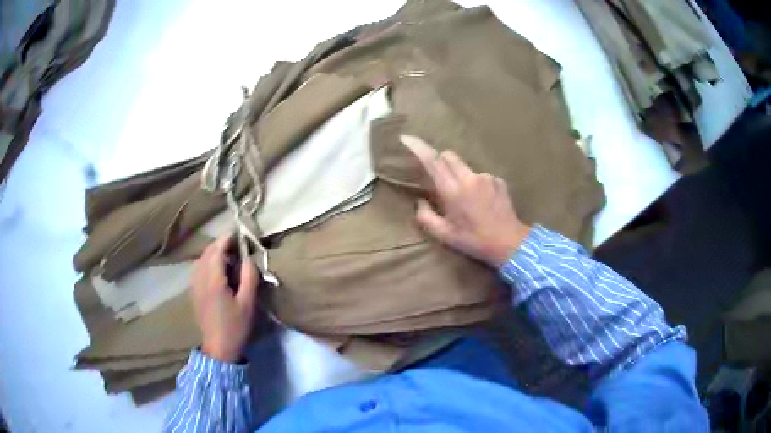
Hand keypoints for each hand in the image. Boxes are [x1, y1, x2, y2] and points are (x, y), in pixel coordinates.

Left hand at [191, 234, 258, 362]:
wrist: (219, 348)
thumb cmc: (235, 326)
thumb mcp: (248, 303)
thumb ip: (249, 277)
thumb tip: (249, 259)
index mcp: (214, 280)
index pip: (217, 251)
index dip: (226, 239)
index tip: (237, 233)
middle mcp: (201, 279)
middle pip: (207, 253)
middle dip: (219, 244)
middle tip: (235, 245)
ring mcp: (195, 286)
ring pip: (200, 260)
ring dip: (212, 253)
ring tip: (226, 256)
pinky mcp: (194, 293)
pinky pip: (197, 269)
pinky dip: (206, 263)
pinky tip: (215, 270)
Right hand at [401, 135, 530, 266]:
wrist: (509, 243)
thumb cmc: (474, 240)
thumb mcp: (445, 235)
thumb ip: (426, 217)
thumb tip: (420, 202)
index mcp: (452, 191)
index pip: (432, 161)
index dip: (418, 147)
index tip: (406, 138)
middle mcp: (469, 178)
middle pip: (448, 155)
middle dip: (439, 161)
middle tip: (438, 179)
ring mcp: (486, 177)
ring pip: (465, 166)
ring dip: (459, 175)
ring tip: (465, 199)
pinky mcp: (498, 180)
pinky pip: (480, 176)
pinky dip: (476, 184)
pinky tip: (481, 202)